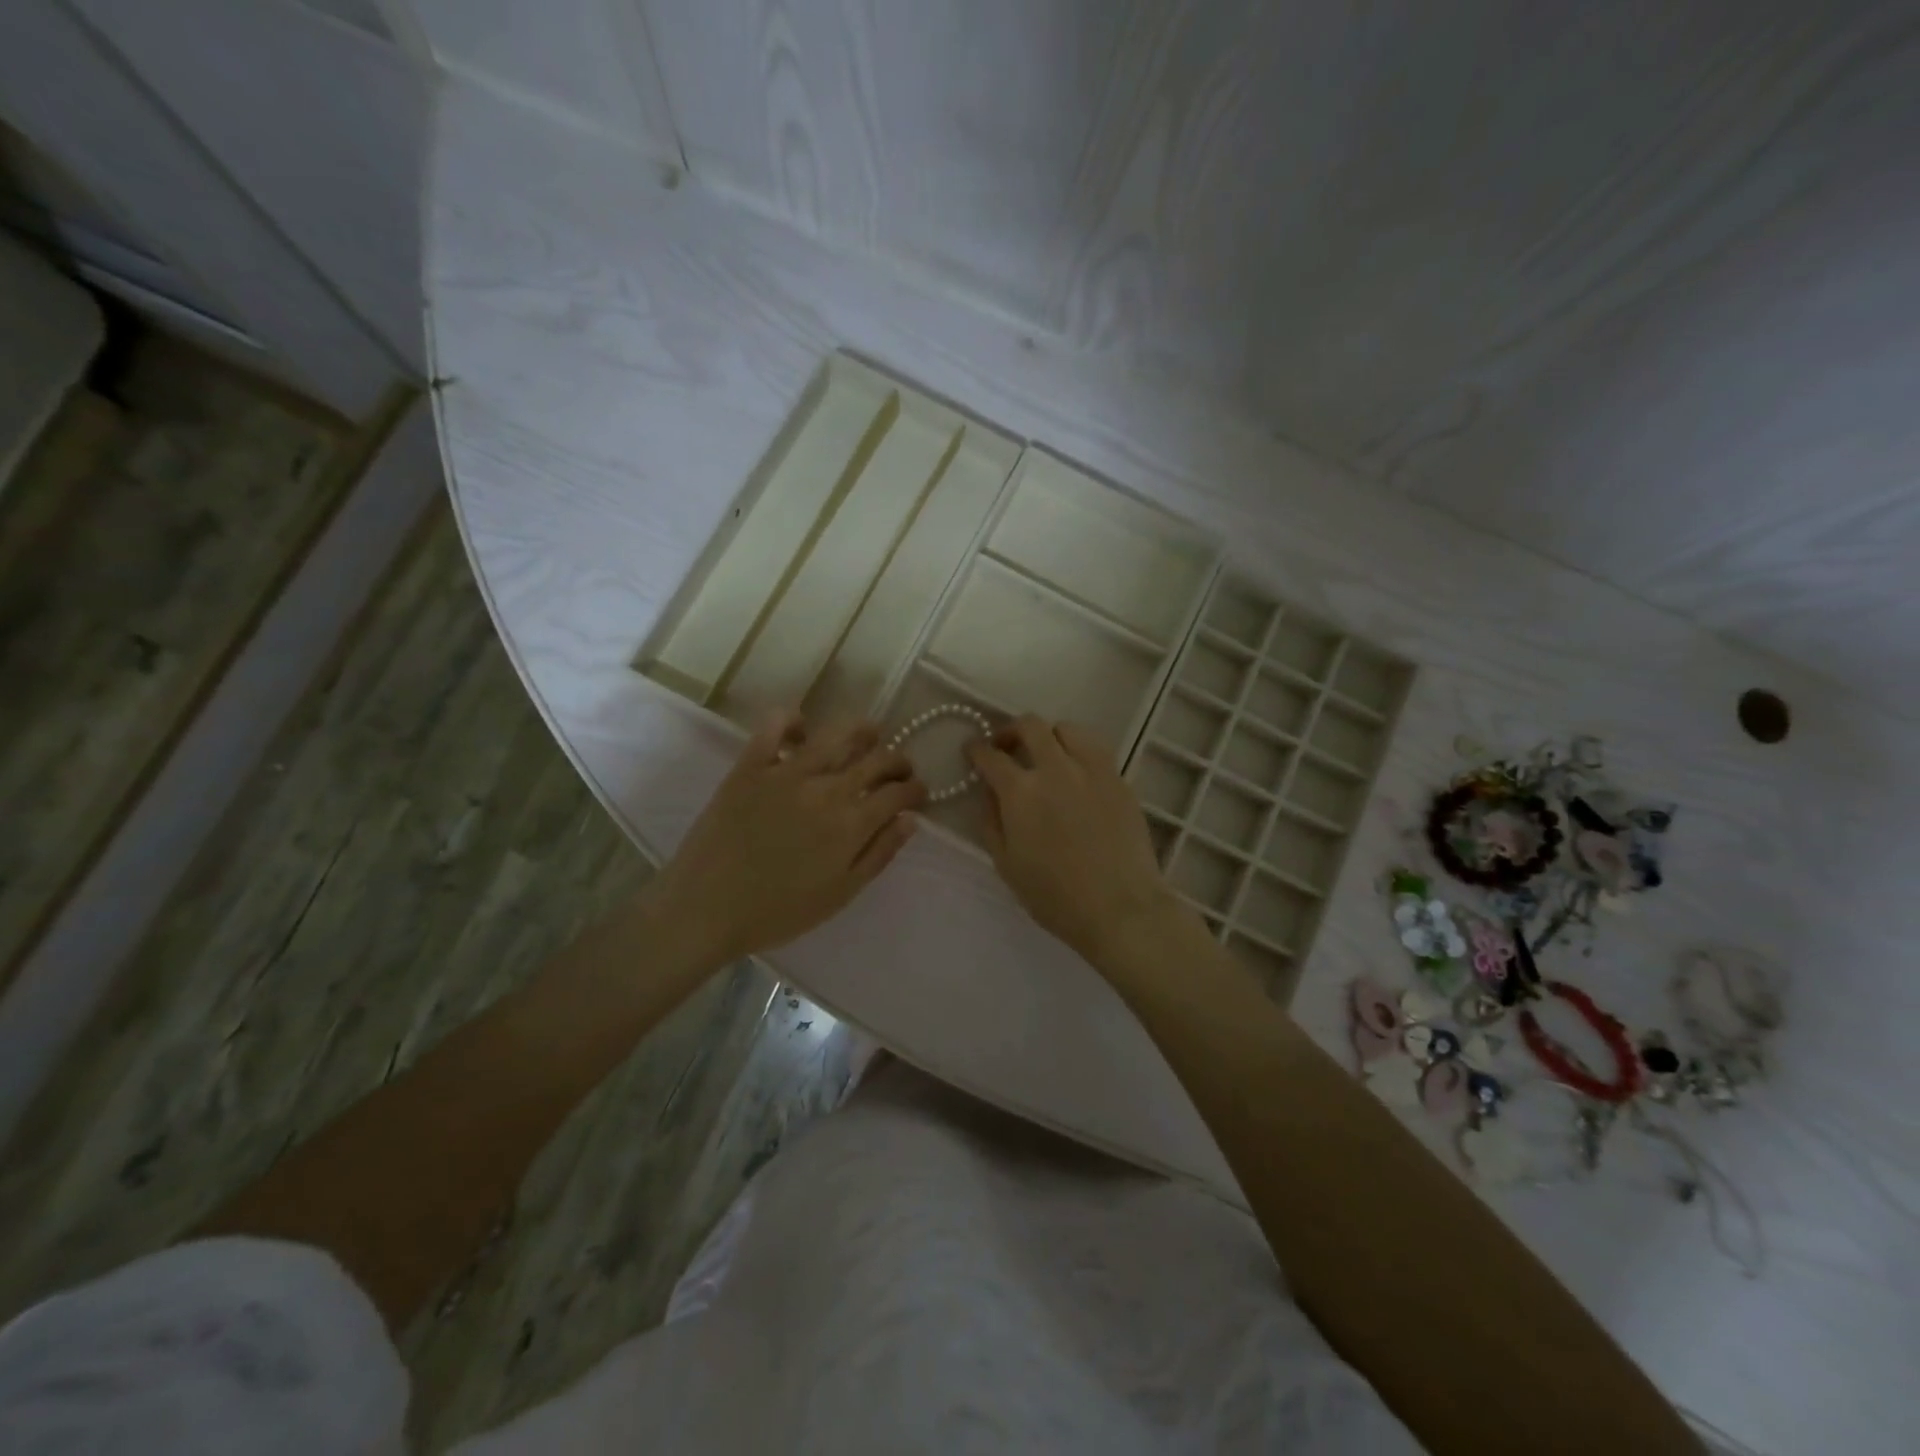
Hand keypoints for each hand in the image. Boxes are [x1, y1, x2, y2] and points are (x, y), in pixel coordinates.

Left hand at [652, 712, 925, 963]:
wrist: (707, 908)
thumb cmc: (779, 911)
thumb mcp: (840, 893)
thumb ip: (879, 854)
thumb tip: (910, 820)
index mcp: (852, 823)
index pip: (899, 792)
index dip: (916, 789)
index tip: (918, 793)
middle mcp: (827, 788)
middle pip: (877, 758)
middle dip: (898, 760)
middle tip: (899, 768)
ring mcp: (787, 771)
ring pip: (836, 734)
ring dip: (861, 730)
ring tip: (869, 734)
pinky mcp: (751, 765)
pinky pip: (775, 726)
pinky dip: (793, 720)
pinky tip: (803, 729)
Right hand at [968, 715, 1184, 965]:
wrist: (1120, 908)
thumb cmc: (1055, 896)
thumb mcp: (1007, 865)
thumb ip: (991, 822)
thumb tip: (989, 794)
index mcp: (1021, 792)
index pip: (990, 755)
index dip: (976, 750)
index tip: (972, 751)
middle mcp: (1056, 769)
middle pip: (1030, 725)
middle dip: (1011, 730)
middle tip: (1006, 747)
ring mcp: (1092, 770)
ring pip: (1067, 729)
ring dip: (1048, 736)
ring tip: (1046, 755)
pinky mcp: (1120, 779)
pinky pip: (1095, 749)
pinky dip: (1078, 751)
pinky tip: (1076, 772)